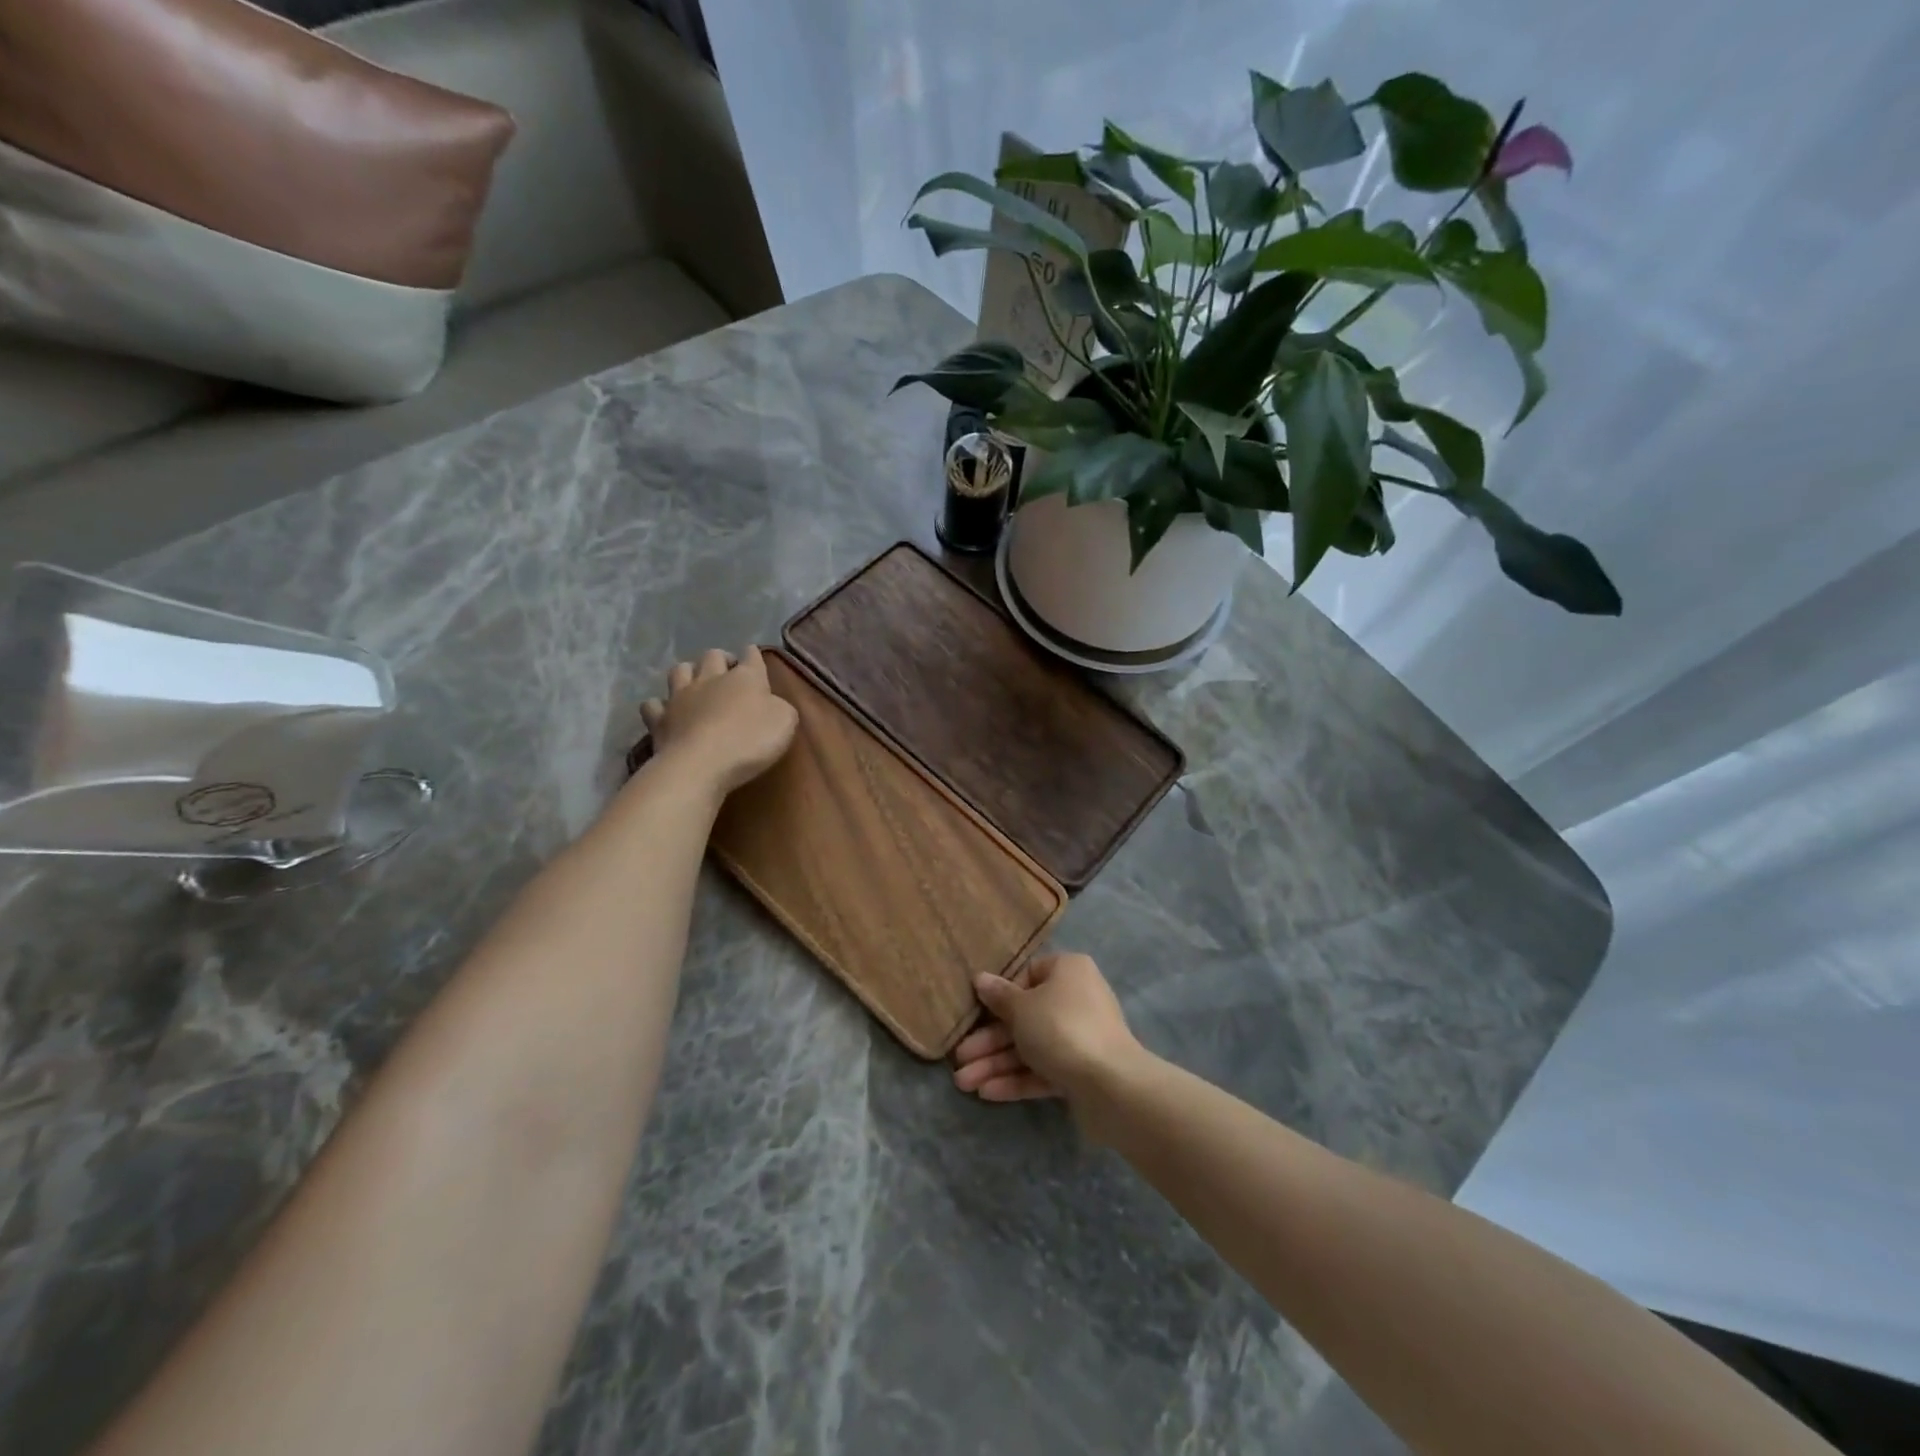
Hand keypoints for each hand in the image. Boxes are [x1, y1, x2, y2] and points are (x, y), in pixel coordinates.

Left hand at [640, 646, 797, 797]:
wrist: (701, 764)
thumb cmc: (750, 741)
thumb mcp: (785, 722)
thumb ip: (780, 707)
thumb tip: (772, 703)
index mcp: (745, 677)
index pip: (751, 656)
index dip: (753, 655)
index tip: (754, 658)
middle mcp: (710, 679)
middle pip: (713, 656)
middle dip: (720, 659)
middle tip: (727, 672)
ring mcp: (680, 697)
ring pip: (680, 670)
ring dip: (688, 672)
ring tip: (695, 683)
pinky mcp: (659, 719)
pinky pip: (653, 704)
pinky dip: (659, 705)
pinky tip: (665, 712)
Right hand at [952, 952, 1144, 1110]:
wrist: (1111, 1084)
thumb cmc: (1060, 1028)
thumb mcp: (1021, 1007)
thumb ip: (999, 996)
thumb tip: (981, 979)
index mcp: (1067, 971)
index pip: (1027, 975)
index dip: (1000, 995)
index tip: (975, 1012)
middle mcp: (1076, 999)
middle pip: (1024, 1017)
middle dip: (988, 1041)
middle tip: (958, 1058)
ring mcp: (1080, 1038)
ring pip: (1030, 1047)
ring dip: (995, 1063)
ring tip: (962, 1084)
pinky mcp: (1080, 1072)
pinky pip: (1043, 1070)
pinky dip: (1016, 1079)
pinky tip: (986, 1093)